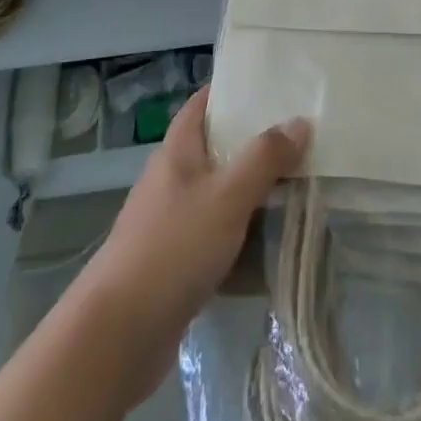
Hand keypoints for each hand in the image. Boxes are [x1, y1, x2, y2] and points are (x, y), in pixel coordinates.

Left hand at [74, 89, 308, 406]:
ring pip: (220, 194)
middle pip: (217, 148)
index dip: (233, 90)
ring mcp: (172, 222)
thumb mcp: (227, 196)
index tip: (273, 84)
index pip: (203, 103)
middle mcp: (172, 179)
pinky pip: (218, 237)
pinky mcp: (176, 263)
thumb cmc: (173, 249)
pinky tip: (274, 246)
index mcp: (178, 151)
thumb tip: (299, 122)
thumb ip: (265, 158)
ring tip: (299, 187)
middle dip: (255, 144)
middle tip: (302, 139)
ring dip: (254, 193)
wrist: (118, 335)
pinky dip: (243, 237)